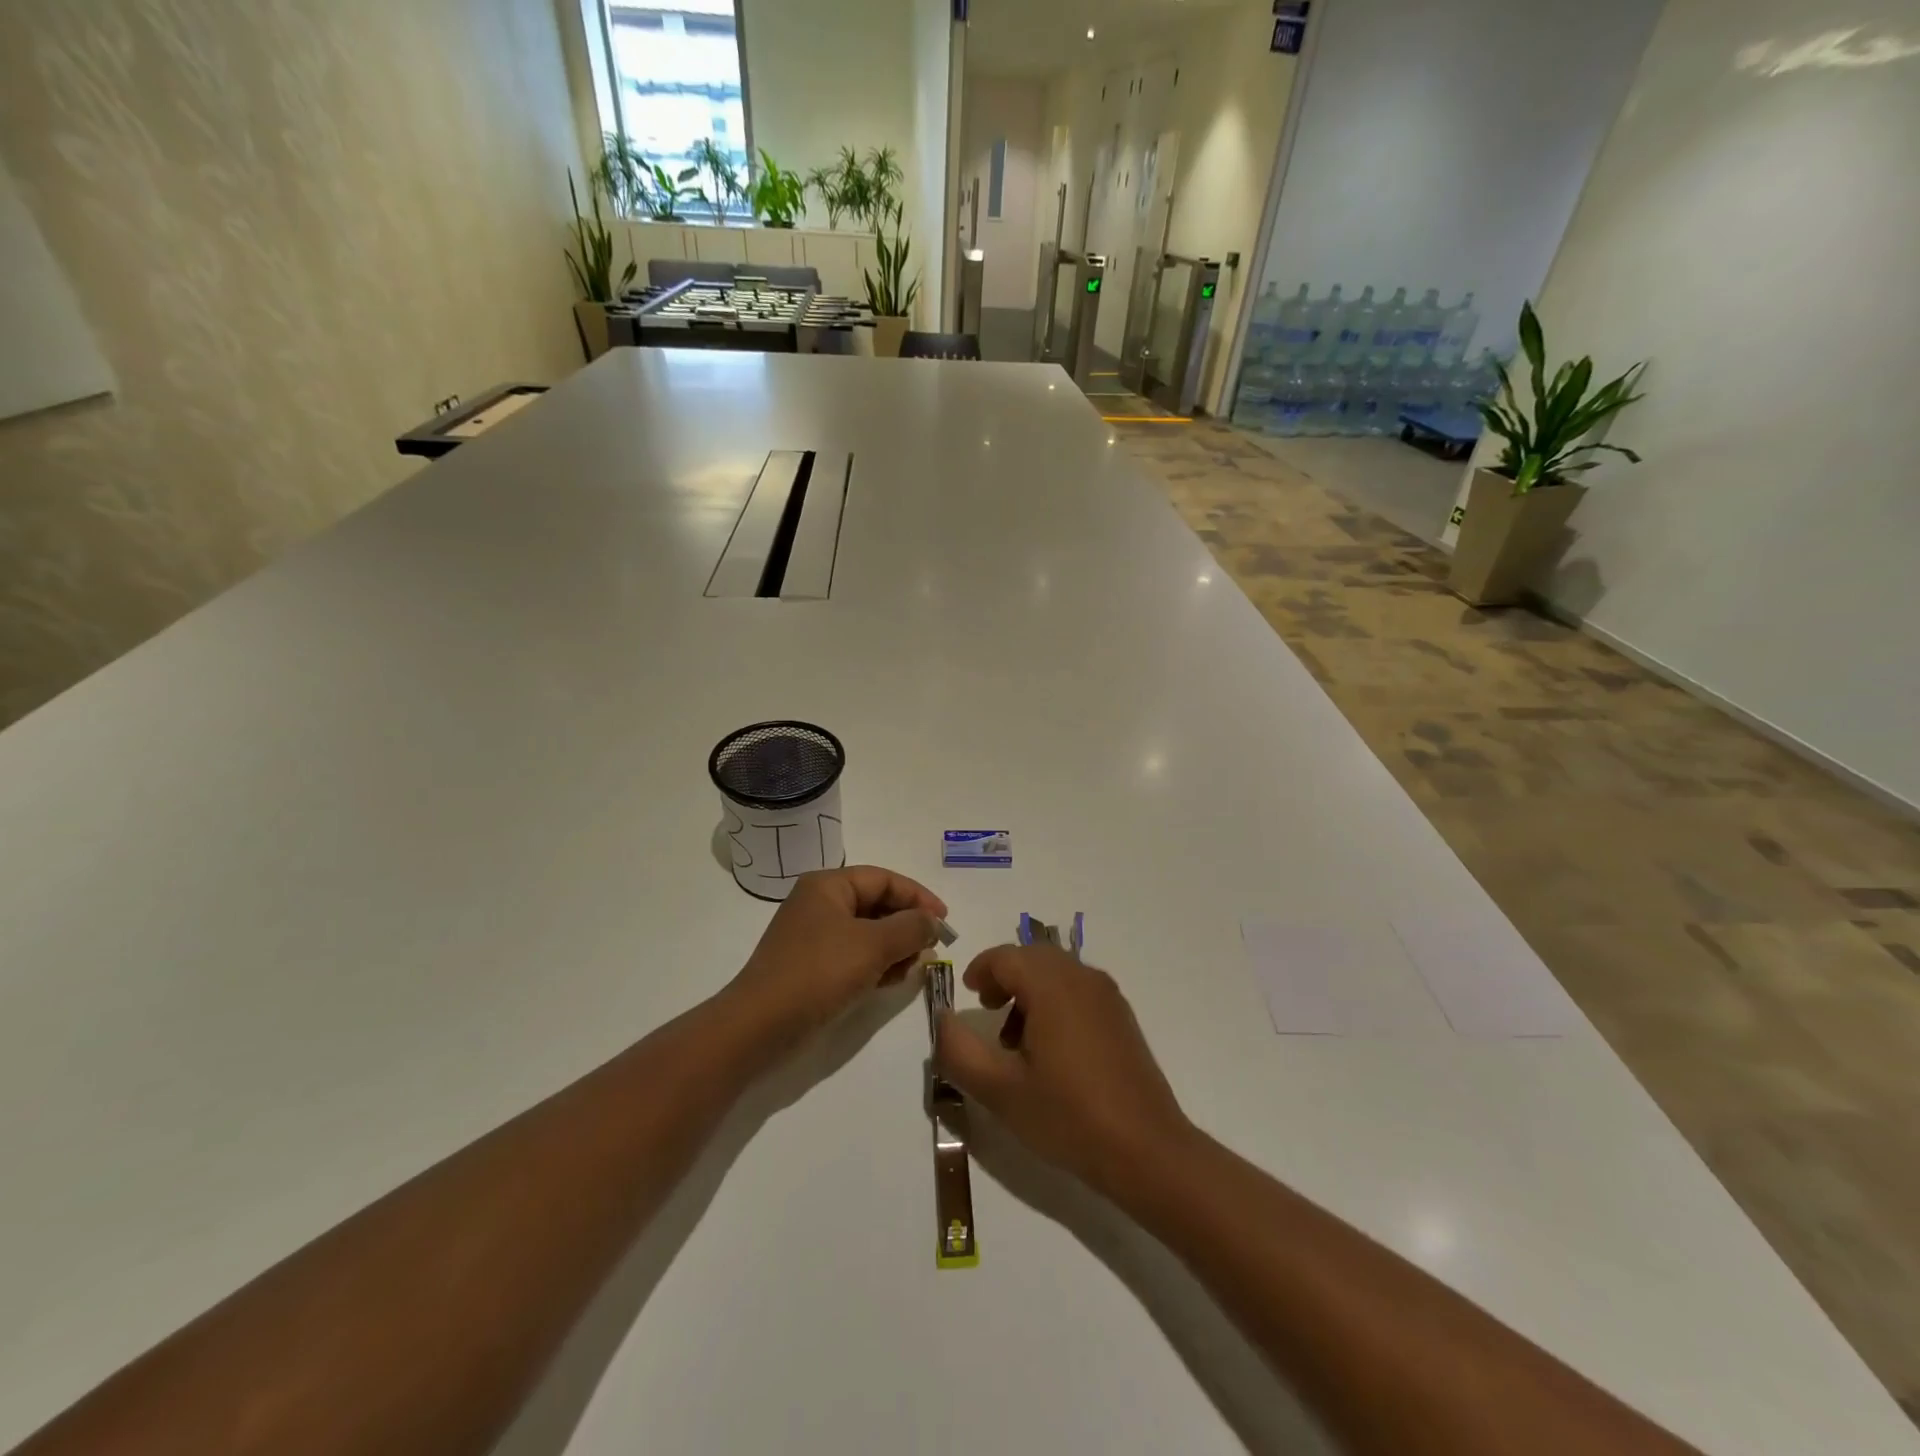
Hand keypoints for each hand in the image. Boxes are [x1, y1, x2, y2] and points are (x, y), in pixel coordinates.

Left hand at [729, 865, 946, 1043]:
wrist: (759, 1026)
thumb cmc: (818, 973)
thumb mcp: (872, 946)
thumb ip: (910, 928)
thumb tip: (933, 921)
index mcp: (828, 885)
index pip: (884, 879)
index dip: (918, 896)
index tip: (945, 921)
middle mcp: (820, 903)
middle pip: (877, 904)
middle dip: (907, 925)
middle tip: (931, 948)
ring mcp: (814, 936)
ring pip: (868, 932)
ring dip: (895, 947)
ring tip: (912, 968)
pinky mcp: (813, 966)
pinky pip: (855, 955)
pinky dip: (876, 964)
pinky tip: (891, 981)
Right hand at [934, 945, 1192, 1197]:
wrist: (1146, 1150)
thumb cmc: (1068, 1116)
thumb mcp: (1000, 1090)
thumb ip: (959, 1050)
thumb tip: (943, 1018)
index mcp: (1052, 985)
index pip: (1006, 956)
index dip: (981, 970)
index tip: (968, 996)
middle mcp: (1082, 977)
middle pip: (1033, 957)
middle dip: (1005, 977)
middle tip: (987, 1012)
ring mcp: (1108, 996)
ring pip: (1057, 972)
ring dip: (1030, 990)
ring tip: (1016, 1040)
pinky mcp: (1122, 1017)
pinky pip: (1079, 990)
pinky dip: (1055, 1001)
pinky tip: (1051, 1050)